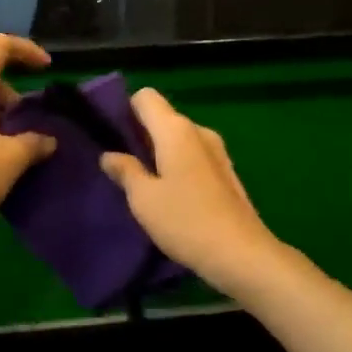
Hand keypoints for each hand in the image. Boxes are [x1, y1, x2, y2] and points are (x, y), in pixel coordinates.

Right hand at [100, 89, 284, 294]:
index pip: (146, 97)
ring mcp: (217, 151)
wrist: (241, 254)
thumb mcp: (143, 199)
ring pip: (179, 139)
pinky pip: (194, 156)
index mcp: (176, 130)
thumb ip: (125, 171)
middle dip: (140, 135)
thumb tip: (110, 155)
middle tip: (122, 165)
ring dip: (160, 153)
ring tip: (145, 184)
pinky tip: (172, 196)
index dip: (126, 110)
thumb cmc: (186, 221)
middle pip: (163, 118)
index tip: (112, 137)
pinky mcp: (226, 172)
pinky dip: (178, 166)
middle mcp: (199, 131)